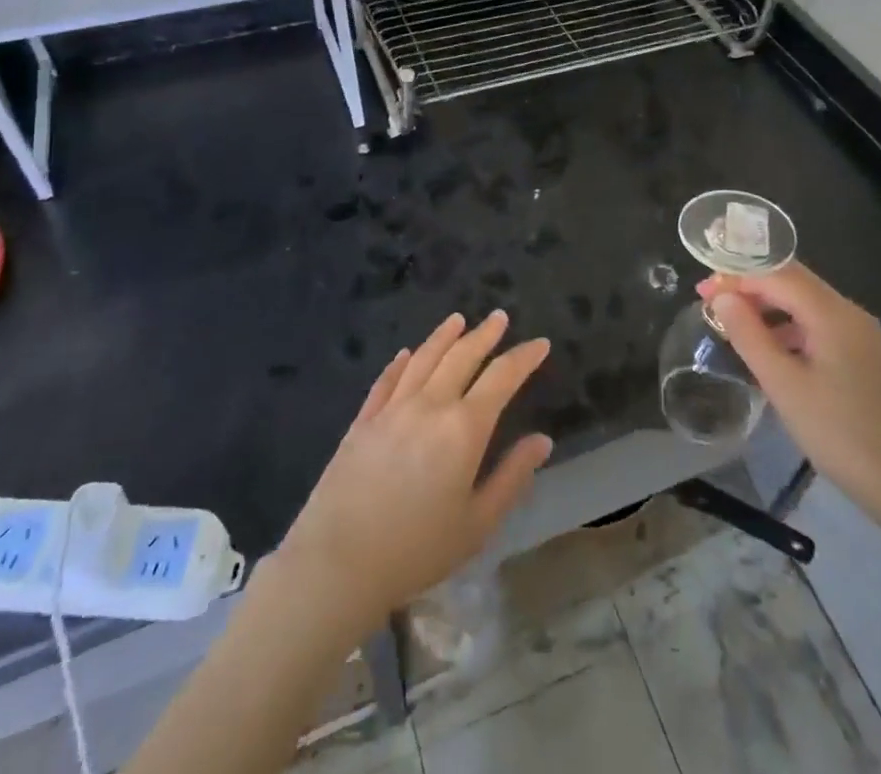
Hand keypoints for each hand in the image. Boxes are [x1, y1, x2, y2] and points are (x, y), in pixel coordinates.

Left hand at [274, 311, 552, 635]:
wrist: (339, 563)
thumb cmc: (417, 549)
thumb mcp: (477, 524)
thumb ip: (512, 477)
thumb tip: (542, 441)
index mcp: (463, 428)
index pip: (501, 378)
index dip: (523, 357)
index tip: (540, 343)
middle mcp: (430, 405)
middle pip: (462, 356)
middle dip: (485, 334)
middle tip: (500, 317)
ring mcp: (392, 409)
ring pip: (424, 359)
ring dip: (444, 336)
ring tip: (458, 319)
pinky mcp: (363, 421)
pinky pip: (387, 380)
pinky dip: (401, 363)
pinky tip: (407, 354)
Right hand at [698, 262, 880, 531]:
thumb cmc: (839, 433)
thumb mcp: (783, 385)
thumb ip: (749, 335)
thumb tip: (722, 297)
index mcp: (832, 313)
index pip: (777, 274)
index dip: (736, 277)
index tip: (702, 291)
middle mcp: (848, 312)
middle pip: (792, 281)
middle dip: (749, 285)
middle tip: (710, 302)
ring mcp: (857, 333)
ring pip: (803, 302)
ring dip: (766, 306)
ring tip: (731, 324)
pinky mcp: (859, 354)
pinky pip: (815, 323)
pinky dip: (786, 326)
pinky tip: (766, 348)